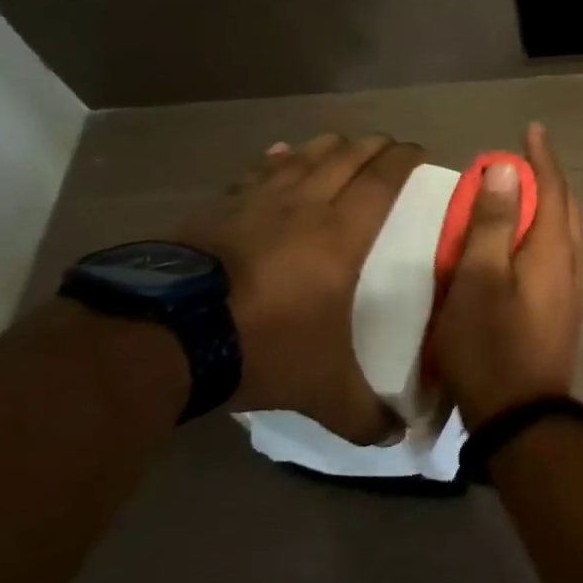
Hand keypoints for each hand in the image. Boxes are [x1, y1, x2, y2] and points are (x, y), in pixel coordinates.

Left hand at [177, 132, 422, 442]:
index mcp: (341, 235)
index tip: (419, 151)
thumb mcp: (321, 388)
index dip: (403, 161)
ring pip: (302, 157)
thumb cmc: (262, 345)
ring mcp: (255, 203)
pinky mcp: (215, 209)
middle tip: (388, 144)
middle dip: (372, 147)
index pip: (382, 182)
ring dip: (327, 146)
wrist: (164, 334)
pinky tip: (278, 155)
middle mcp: (304, 206)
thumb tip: (399, 439)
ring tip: (341, 142)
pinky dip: (275, 161)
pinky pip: (255, 173)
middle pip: (345, 158)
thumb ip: (363, 413)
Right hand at [431, 124, 582, 429]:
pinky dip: (547, 230)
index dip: (541, 157)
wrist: (522, 415)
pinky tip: (529, 240)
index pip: (553, 188)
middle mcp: (571, 262)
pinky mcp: (565, 307)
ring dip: (550, 203)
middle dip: (549, 176)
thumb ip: (492, 222)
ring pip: (567, 230)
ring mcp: (572, 287)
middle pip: (566, 206)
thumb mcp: (478, 279)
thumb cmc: (490, 344)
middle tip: (526, 156)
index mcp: (552, 249)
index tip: (532, 129)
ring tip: (527, 190)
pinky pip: (561, 251)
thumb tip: (508, 169)